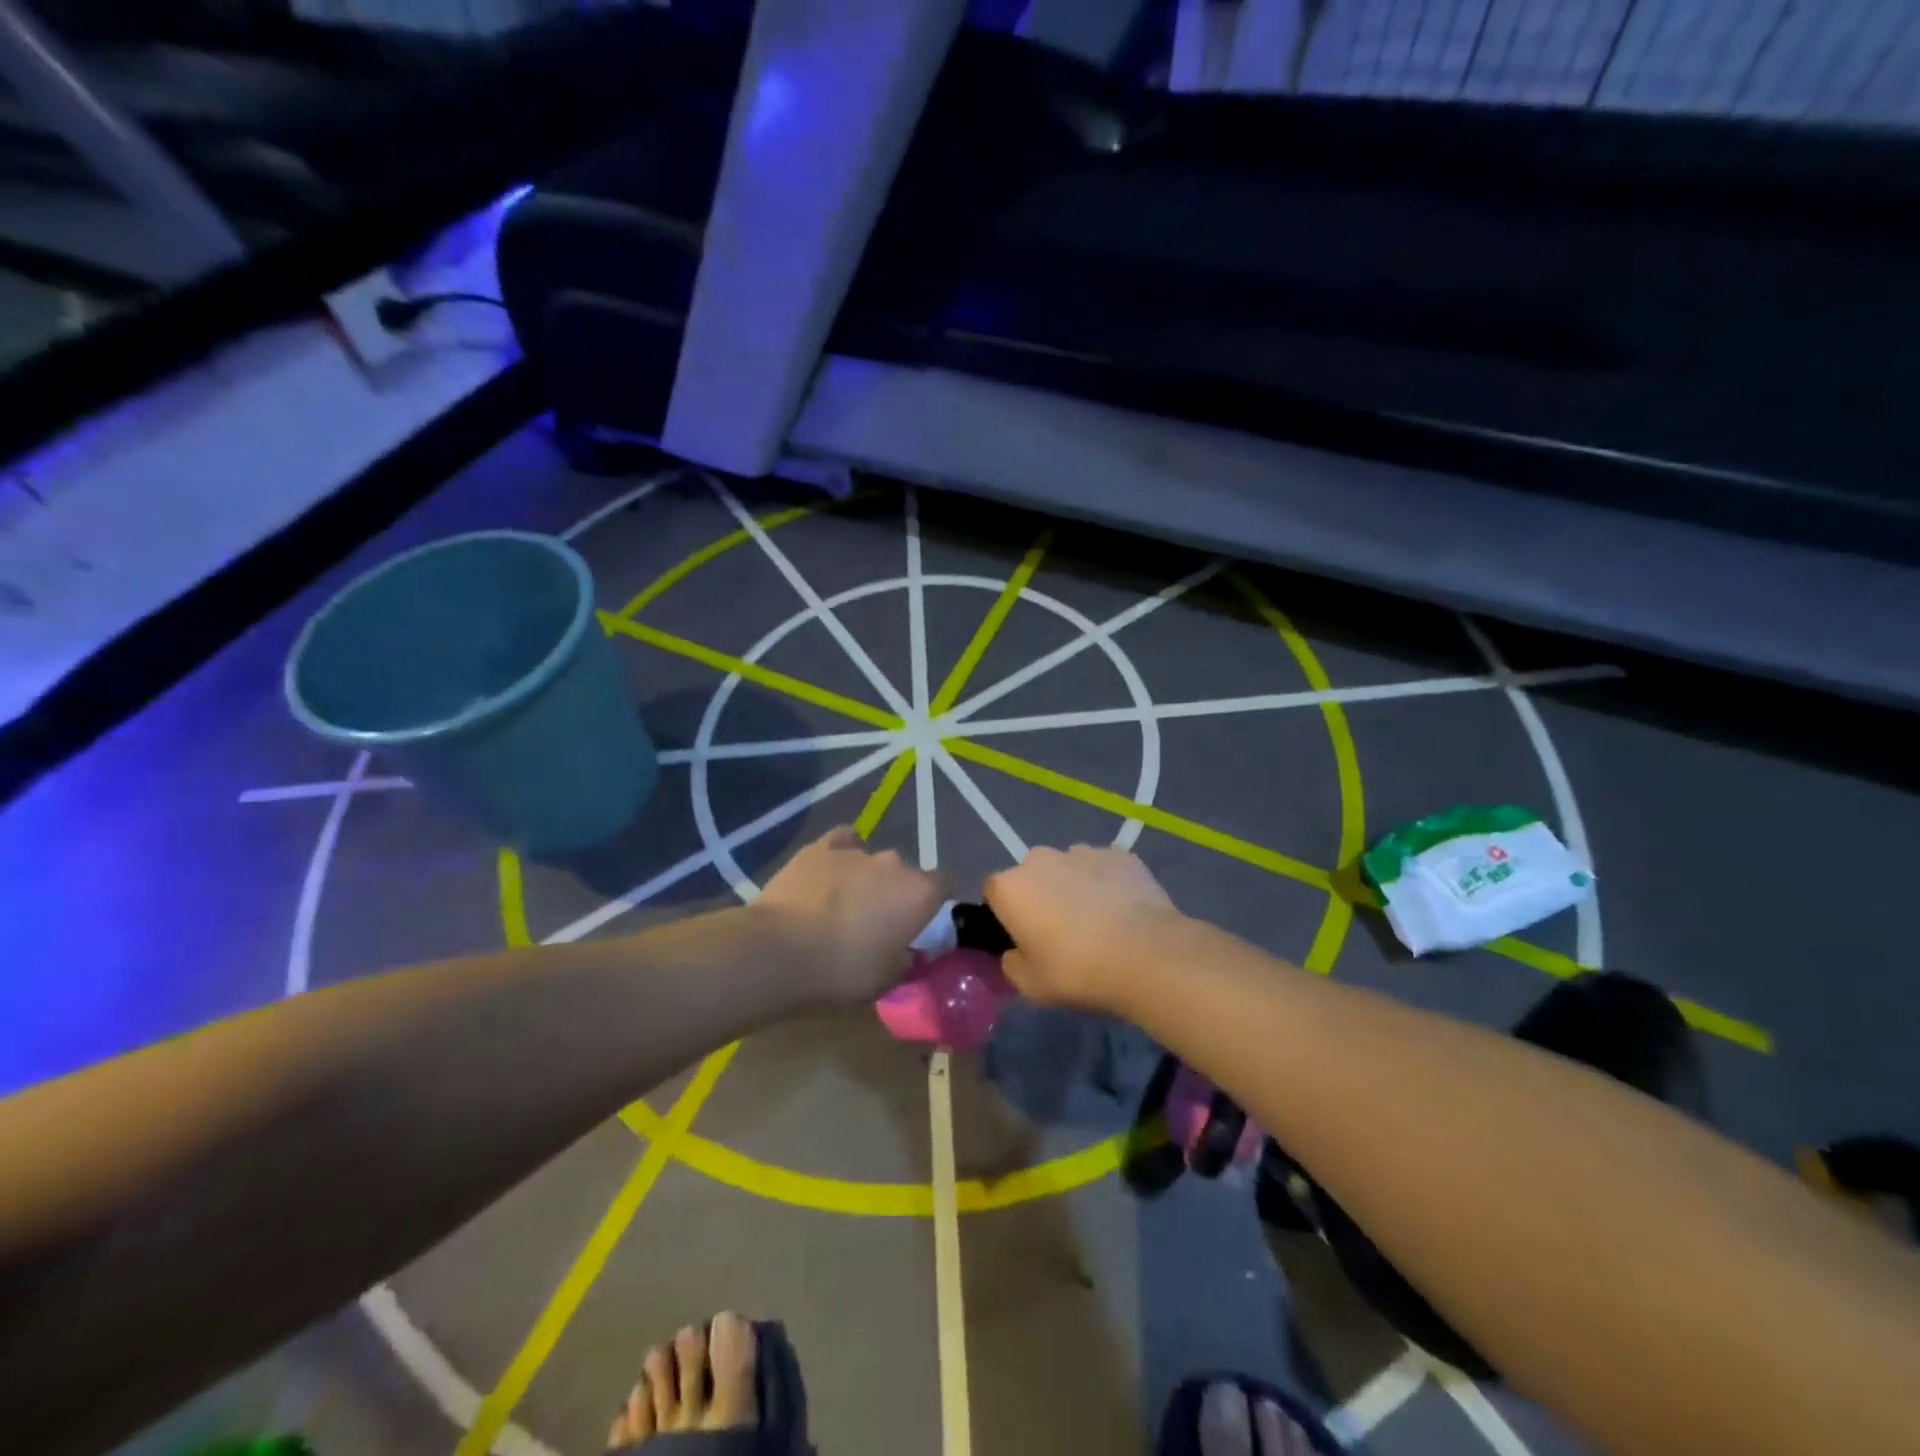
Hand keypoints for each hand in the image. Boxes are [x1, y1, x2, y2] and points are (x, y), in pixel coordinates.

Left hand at [753, 828, 944, 1005]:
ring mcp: (855, 851)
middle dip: (897, 893)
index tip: (921, 925)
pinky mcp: (819, 847)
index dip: (934, 904)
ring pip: (872, 861)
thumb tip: (910, 951)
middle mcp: (894, 863)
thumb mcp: (887, 981)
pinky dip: (840, 855)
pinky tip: (829, 872)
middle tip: (878, 923)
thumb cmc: (842, 971)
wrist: (780, 951)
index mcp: (919, 893)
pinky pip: (841, 843)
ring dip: (866, 879)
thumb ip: (907, 960)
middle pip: (905, 874)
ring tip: (844, 905)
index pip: (944, 886)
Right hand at [983, 845, 1183, 1010]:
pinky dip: (1108, 884)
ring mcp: (1083, 851)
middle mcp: (1040, 859)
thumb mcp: (1029, 985)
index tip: (1021, 938)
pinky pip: (1105, 868)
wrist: (1147, 956)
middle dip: (1041, 896)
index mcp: (1010, 887)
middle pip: (1032, 875)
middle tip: (1061, 932)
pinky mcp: (1121, 854)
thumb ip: (1011, 963)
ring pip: (1069, 868)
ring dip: (1075, 887)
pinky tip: (1124, 911)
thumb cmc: (1077, 971)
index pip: (993, 893)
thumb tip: (1015, 951)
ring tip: (1099, 922)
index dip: (1005, 914)